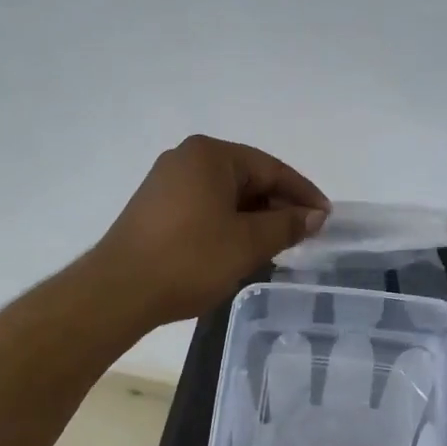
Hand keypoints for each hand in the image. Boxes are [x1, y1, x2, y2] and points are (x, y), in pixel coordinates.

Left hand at [93, 136, 328, 325]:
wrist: (120, 290)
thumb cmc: (190, 259)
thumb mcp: (248, 243)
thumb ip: (286, 224)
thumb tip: (315, 215)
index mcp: (211, 155)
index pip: (271, 168)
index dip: (303, 194)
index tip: (326, 218)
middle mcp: (187, 158)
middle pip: (248, 178)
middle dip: (278, 206)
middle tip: (304, 235)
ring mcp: (167, 181)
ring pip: (226, 195)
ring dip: (255, 218)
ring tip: (277, 245)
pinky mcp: (155, 207)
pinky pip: (205, 207)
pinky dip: (229, 223)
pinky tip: (242, 247)